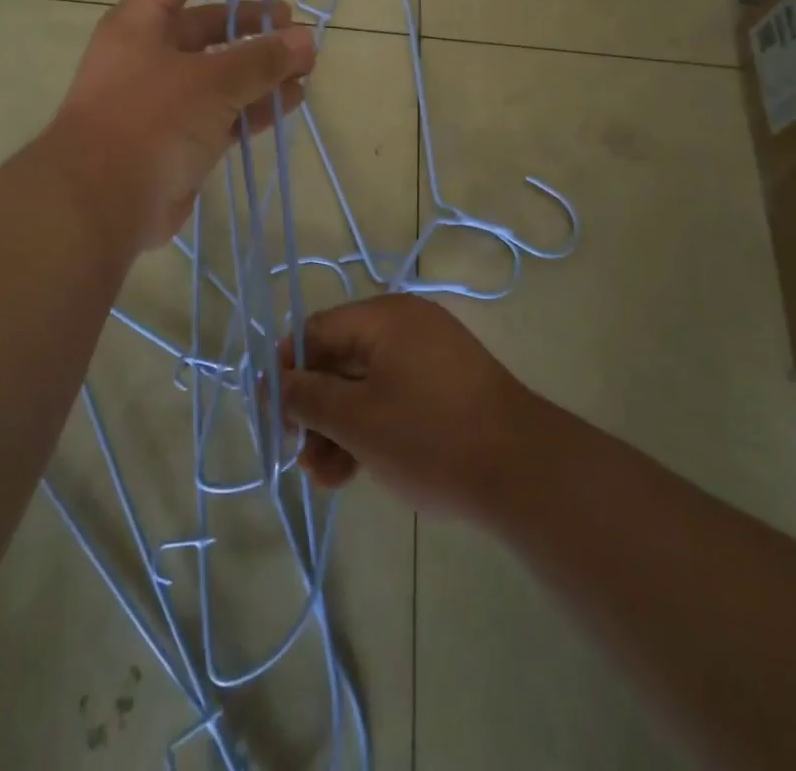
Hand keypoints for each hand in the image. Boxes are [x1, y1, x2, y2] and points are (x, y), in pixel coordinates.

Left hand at [42, 0, 316, 257]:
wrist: (101, 203)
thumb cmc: (149, 120)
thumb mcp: (211, 81)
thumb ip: (261, 58)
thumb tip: (306, 39)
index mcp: (141, 25)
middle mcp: (150, 56)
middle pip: (209, 30)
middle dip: (254, 27)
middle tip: (295, 28)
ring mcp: (163, 101)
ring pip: (222, 75)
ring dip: (262, 71)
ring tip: (306, 69)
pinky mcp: (178, 140)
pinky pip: (224, 113)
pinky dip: (255, 107)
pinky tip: (290, 103)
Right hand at [279, 295, 543, 521]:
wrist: (523, 472)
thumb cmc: (428, 436)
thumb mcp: (356, 420)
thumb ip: (308, 398)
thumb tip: (278, 383)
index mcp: (384, 317)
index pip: (316, 331)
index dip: (288, 371)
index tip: (273, 414)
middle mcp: (406, 326)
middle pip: (340, 360)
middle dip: (314, 409)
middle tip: (298, 454)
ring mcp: (430, 357)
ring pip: (366, 385)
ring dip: (339, 427)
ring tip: (324, 478)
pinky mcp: (446, 388)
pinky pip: (394, 398)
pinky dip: (371, 429)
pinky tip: (353, 473)